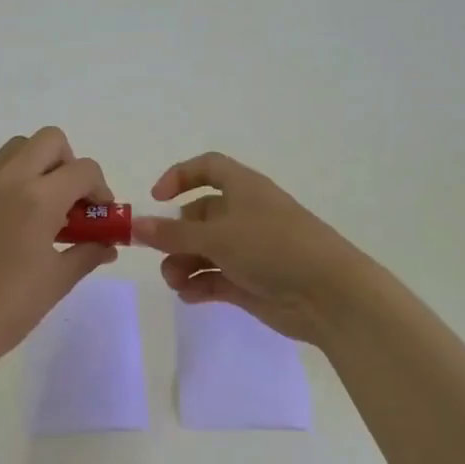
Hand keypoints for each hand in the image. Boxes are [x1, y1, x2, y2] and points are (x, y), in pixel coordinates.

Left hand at [0, 127, 116, 369]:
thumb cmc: (11, 307)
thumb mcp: (59, 280)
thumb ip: (89, 252)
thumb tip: (109, 244)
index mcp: (39, 199)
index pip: (84, 170)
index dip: (99, 189)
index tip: (97, 213)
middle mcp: (6, 179)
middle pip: (49, 140)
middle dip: (67, 164)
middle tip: (68, 199)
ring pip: (14, 149)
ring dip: (33, 167)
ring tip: (33, 206)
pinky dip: (2, 179)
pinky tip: (1, 216)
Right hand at [132, 152, 375, 344]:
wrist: (330, 295)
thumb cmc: (274, 248)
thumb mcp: (218, 237)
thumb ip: (172, 234)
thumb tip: (134, 225)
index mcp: (243, 189)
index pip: (208, 168)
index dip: (180, 177)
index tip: (156, 199)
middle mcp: (245, 214)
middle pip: (199, 216)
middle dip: (175, 235)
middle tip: (160, 254)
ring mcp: (249, 250)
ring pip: (204, 250)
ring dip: (183, 263)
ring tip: (176, 282)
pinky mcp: (251, 281)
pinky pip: (215, 278)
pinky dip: (199, 285)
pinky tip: (189, 296)